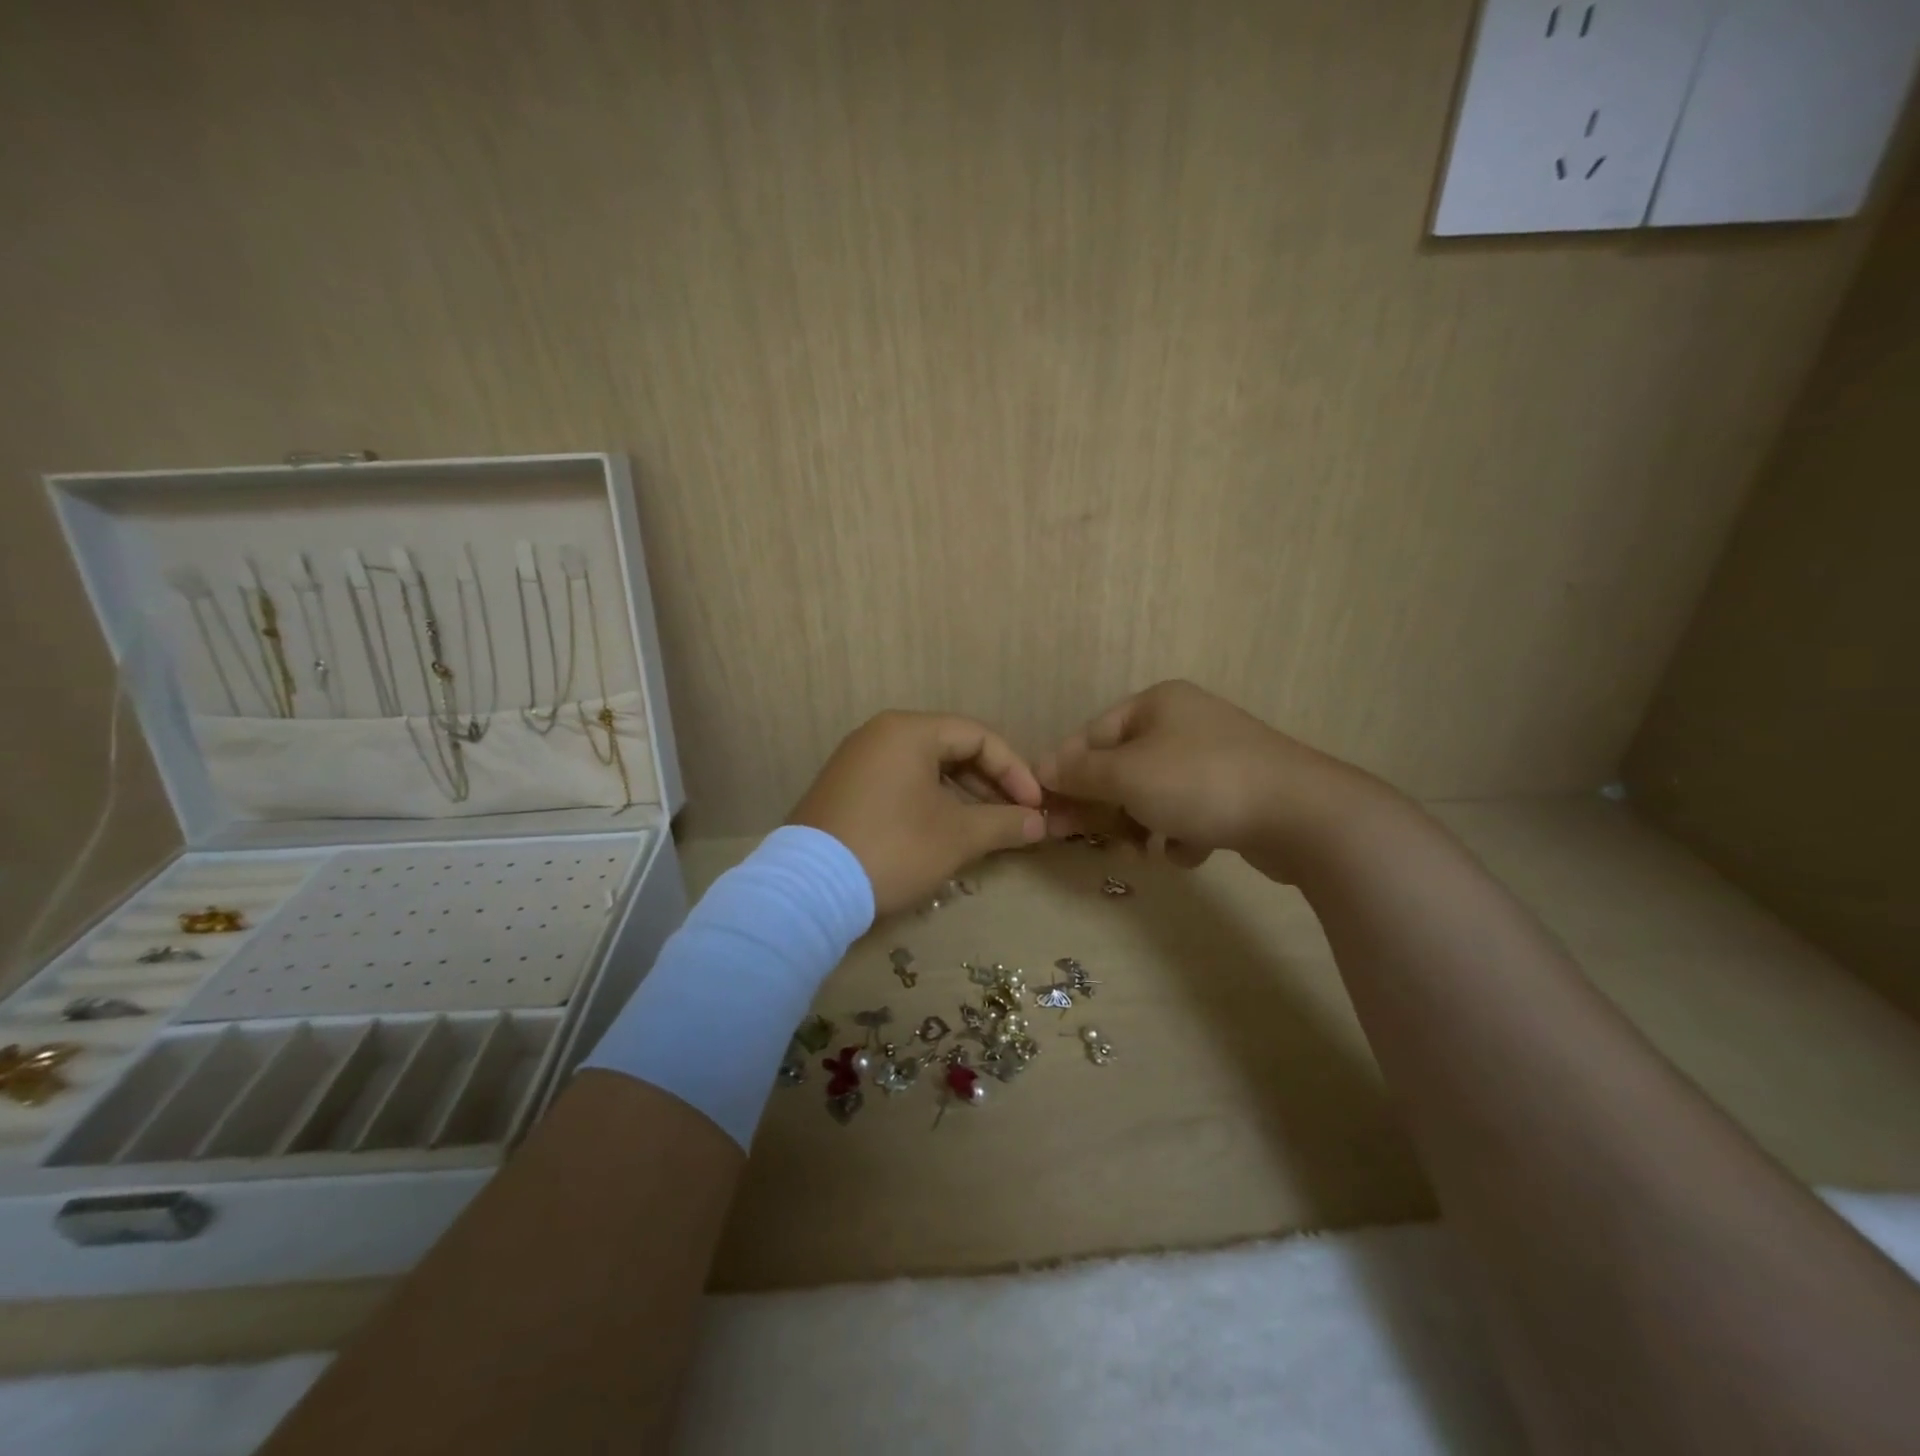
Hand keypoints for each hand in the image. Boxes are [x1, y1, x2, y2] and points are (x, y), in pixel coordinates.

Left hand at [789, 711, 1047, 915]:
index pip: (978, 736)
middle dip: (989, 784)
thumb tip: (1040, 824)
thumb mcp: (958, 836)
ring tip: (984, 829)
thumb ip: (1004, 823)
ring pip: (925, 768)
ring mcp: (856, 760)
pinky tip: (944, 832)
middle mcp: (880, 734)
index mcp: (909, 730)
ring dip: (962, 796)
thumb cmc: (894, 848)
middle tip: (1013, 818)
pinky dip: (929, 802)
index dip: (1014, 770)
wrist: (808, 889)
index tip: (1034, 806)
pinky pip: (899, 783)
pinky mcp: (843, 789)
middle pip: (951, 748)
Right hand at [1037, 680, 1383, 880]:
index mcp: (1156, 704)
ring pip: (1153, 793)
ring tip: (1146, 850)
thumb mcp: (1126, 774)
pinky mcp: (1237, 791)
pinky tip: (1190, 851)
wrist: (1301, 814)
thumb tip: (1038, 769)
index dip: (1066, 773)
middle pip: (1121, 766)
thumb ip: (1078, 773)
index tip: (1048, 812)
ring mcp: (1214, 756)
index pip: (1091, 735)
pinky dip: (1181, 833)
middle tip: (1089, 839)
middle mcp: (1184, 722)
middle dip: (1105, 806)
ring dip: (1141, 824)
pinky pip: (1189, 811)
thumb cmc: (1200, 782)